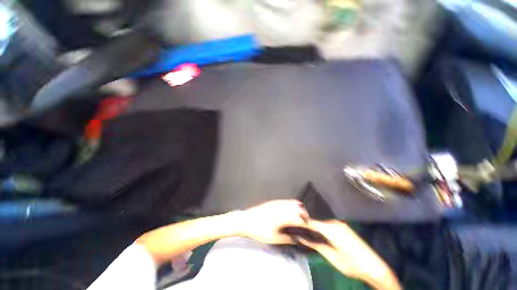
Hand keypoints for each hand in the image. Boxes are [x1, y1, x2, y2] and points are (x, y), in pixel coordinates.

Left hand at [238, 200, 308, 244]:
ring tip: (299, 215)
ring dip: (298, 208)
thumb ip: (286, 238)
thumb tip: (296, 239)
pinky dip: (291, 204)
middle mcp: (282, 207)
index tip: (308, 227)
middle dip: (303, 213)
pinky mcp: (273, 201)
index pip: (298, 218)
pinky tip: (289, 209)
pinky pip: (285, 200)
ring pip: (292, 202)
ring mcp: (277, 203)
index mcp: (283, 217)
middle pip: (298, 207)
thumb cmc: (259, 231)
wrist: (246, 220)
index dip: (305, 222)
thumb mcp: (273, 238)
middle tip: (304, 221)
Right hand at [298, 220, 400, 289]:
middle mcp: (335, 222)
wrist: (374, 267)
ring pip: (321, 221)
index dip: (301, 222)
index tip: (292, 222)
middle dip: (307, 223)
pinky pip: (327, 224)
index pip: (312, 221)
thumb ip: (315, 244)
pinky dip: (320, 227)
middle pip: (316, 219)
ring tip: (304, 229)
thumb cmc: (352, 264)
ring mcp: (340, 224)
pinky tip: (316, 231)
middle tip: (296, 227)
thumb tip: (300, 238)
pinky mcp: (343, 227)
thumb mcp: (331, 256)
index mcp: (331, 228)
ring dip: (313, 225)